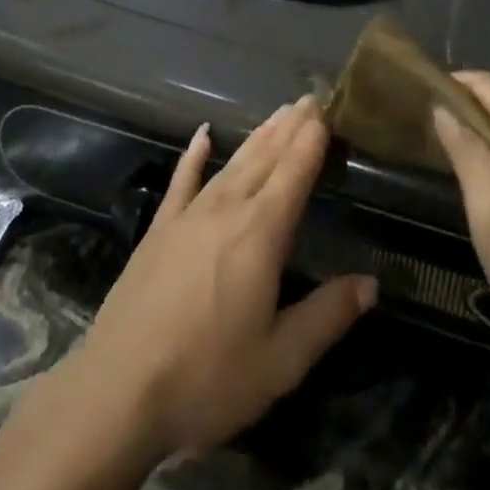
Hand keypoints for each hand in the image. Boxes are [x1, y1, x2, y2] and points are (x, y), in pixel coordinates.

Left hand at [66, 97, 375, 460]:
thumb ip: (327, 316)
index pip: (293, 175)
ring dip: (257, 137)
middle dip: (289, 128)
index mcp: (260, 236)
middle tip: (308, 100)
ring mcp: (187, 216)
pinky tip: (202, 135)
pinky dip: (194, 156)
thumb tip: (370, 283)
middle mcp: (226, 211)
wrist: (119, 388)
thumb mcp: (281, 361)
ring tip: (278, 113)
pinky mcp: (159, 229)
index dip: (311, 141)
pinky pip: (182, 180)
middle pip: (264, 159)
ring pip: (231, 164)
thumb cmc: (208, 378)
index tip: (326, 110)